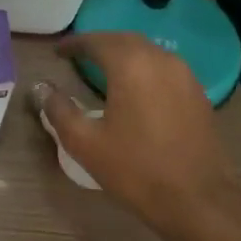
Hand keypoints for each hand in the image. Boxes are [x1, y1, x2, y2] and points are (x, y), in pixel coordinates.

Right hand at [35, 32, 240, 228]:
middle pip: (125, 40)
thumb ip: (59, 110)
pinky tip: (135, 88)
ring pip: (148, 52)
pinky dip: (144, 69)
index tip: (57, 51)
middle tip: (78, 55)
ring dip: (124, 54)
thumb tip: (42, 88)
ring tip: (103, 69)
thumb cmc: (135, 169)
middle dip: (100, 44)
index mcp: (130, 66)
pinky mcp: (198, 94)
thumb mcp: (84, 142)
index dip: (75, 43)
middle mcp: (160, 61)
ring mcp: (184, 76)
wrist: (197, 200)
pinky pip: (165, 68)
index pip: (97, 41)